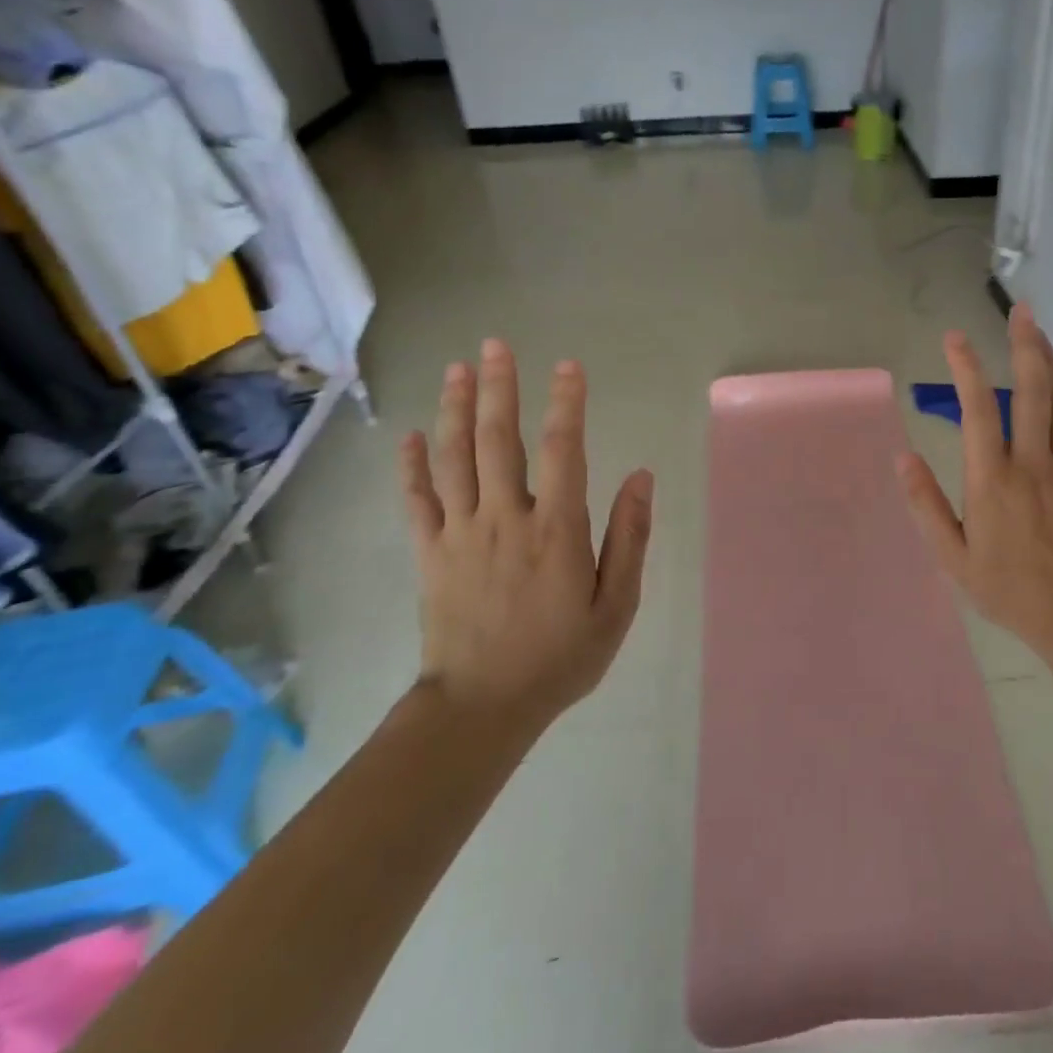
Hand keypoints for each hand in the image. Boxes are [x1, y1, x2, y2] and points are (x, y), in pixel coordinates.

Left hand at [399, 339, 653, 723]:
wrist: (482, 708)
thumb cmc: (560, 657)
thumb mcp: (616, 605)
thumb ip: (629, 538)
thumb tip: (642, 477)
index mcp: (556, 530)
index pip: (563, 450)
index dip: (566, 404)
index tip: (569, 367)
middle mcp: (505, 518)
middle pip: (498, 440)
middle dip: (499, 388)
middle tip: (496, 345)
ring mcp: (460, 534)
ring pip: (454, 459)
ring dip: (455, 410)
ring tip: (457, 369)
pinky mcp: (430, 554)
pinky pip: (416, 501)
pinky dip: (411, 466)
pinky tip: (410, 435)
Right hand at [898, 304, 1052, 652]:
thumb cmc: (1006, 587)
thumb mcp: (952, 556)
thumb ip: (926, 504)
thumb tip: (903, 458)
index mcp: (991, 480)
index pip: (978, 410)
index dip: (966, 369)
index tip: (954, 339)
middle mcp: (1030, 463)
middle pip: (1031, 390)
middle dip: (1024, 345)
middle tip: (1020, 310)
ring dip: (1050, 360)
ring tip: (1039, 330)